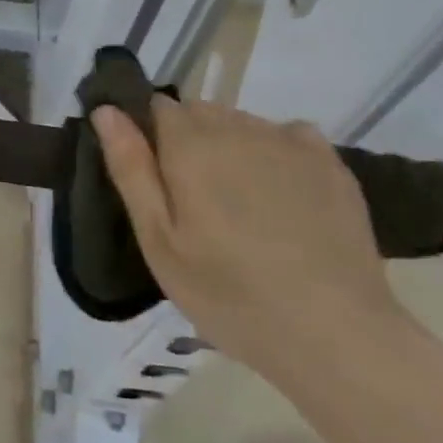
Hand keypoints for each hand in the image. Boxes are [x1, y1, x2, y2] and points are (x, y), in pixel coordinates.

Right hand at [90, 97, 409, 379]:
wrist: (336, 335)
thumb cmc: (229, 294)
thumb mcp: (159, 241)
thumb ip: (130, 168)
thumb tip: (105, 110)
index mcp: (189, 144)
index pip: (156, 107)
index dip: (150, 136)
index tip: (156, 179)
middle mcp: (236, 127)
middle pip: (199, 113)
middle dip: (189, 142)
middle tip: (195, 203)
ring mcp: (288, 141)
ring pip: (241, 124)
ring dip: (230, 148)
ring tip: (240, 206)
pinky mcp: (329, 163)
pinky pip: (288, 135)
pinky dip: (277, 153)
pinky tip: (282, 194)